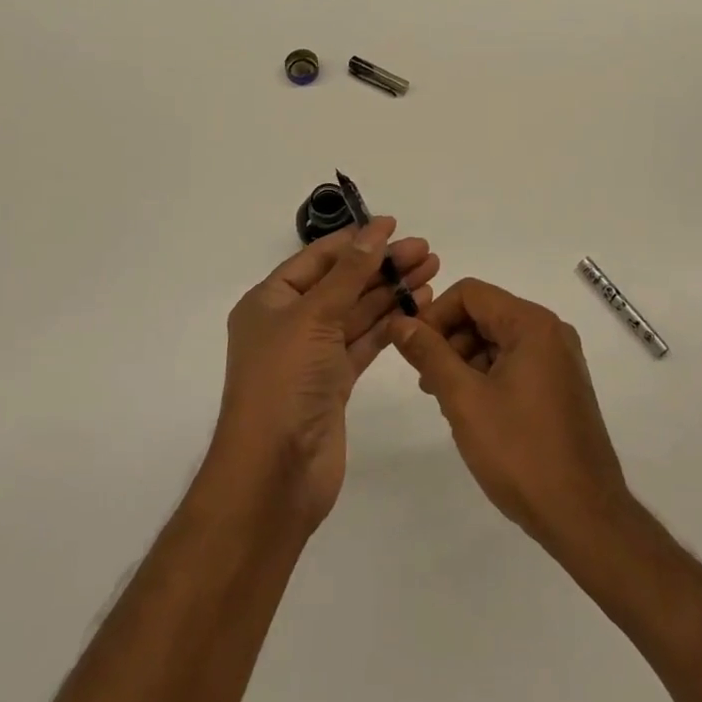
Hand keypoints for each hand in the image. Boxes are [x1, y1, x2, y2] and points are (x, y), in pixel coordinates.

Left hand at [212, 218, 438, 529]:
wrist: (274, 475)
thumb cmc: (283, 382)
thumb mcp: (313, 317)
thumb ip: (349, 273)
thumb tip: (374, 230)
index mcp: (270, 301)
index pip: (318, 258)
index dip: (356, 240)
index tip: (393, 226)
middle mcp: (290, 323)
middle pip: (342, 283)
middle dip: (382, 265)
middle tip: (426, 251)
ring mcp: (313, 354)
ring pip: (357, 312)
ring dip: (391, 292)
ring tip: (431, 272)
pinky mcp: (334, 383)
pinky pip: (365, 342)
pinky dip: (389, 324)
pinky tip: (417, 307)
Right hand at [390, 278, 629, 549]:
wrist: (586, 519)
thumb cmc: (522, 453)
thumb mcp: (465, 400)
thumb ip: (429, 354)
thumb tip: (400, 321)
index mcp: (532, 324)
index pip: (470, 294)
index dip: (435, 315)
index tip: (413, 350)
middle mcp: (550, 332)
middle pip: (485, 314)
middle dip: (449, 341)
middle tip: (426, 383)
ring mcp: (560, 361)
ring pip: (498, 340)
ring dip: (466, 361)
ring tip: (446, 402)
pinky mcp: (562, 387)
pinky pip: (516, 363)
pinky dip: (488, 377)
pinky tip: (474, 412)